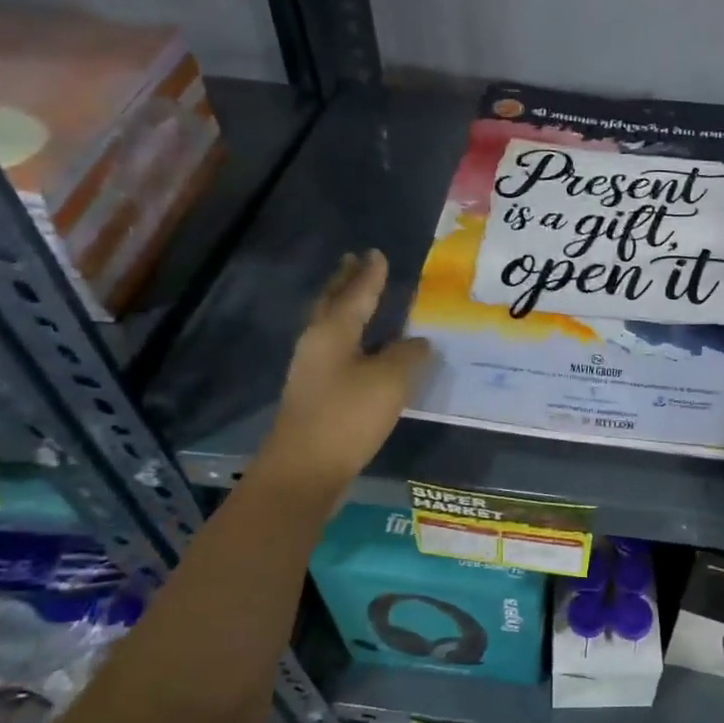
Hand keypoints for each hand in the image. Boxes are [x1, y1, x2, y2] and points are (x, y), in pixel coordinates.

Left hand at [251, 251, 430, 499]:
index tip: (377, 253)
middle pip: (331, 304)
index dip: (370, 274)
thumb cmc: (348, 416)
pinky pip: (334, 351)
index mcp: (333, 332)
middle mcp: (316, 344)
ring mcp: (310, 370)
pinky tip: (362, 348)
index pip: (356, 293)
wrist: (305, 469)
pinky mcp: (314, 394)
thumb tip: (417, 342)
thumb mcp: (390, 380)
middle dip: (344, 282)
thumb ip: (408, 354)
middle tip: (353, 261)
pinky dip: (348, 338)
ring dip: (343, 308)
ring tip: (357, 297)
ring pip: (329, 327)